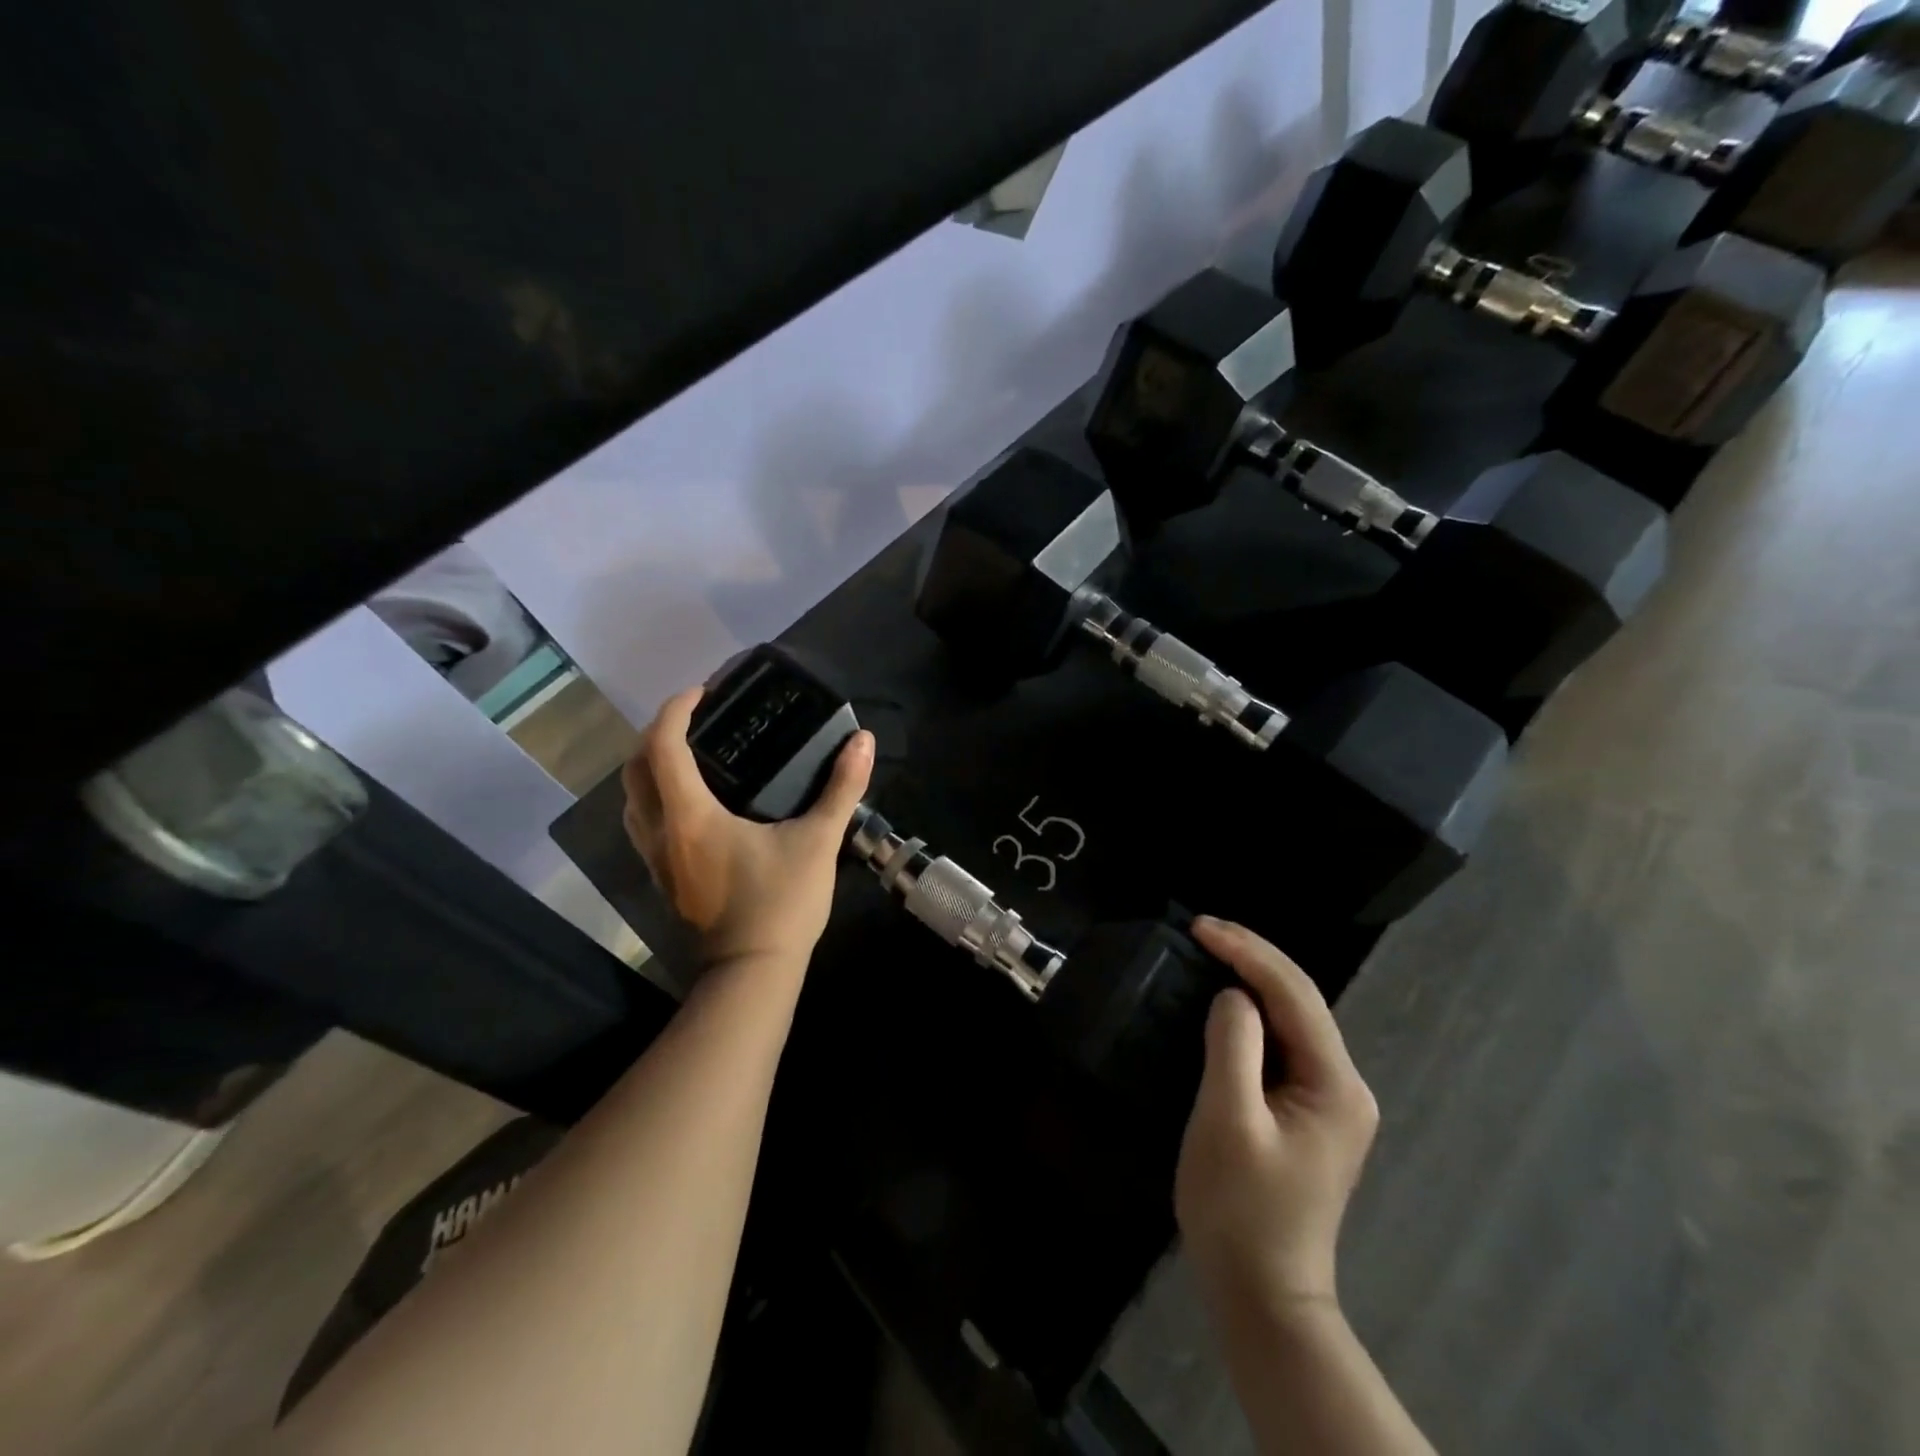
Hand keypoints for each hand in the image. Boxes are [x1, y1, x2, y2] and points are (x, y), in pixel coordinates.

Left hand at [622, 686, 874, 966]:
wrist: (751, 974)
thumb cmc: (781, 904)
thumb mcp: (818, 842)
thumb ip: (841, 788)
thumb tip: (863, 741)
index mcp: (690, 816)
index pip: (662, 746)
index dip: (676, 710)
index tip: (703, 691)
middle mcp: (660, 832)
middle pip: (634, 769)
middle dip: (656, 734)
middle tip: (695, 721)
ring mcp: (655, 860)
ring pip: (632, 800)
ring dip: (649, 768)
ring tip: (690, 755)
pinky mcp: (662, 880)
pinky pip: (642, 824)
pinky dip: (655, 798)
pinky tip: (692, 804)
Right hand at [1175, 917, 1378, 1318]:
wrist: (1262, 1293)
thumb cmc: (1240, 1209)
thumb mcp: (1228, 1121)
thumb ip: (1233, 1047)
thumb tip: (1232, 996)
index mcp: (1335, 1084)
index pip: (1294, 994)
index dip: (1248, 952)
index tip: (1199, 926)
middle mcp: (1343, 1084)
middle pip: (1300, 1000)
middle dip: (1252, 957)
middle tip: (1200, 929)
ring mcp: (1329, 1099)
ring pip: (1291, 1018)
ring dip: (1251, 979)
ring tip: (1208, 949)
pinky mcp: (1307, 1111)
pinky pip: (1280, 1043)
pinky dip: (1251, 1012)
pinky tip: (1224, 1000)